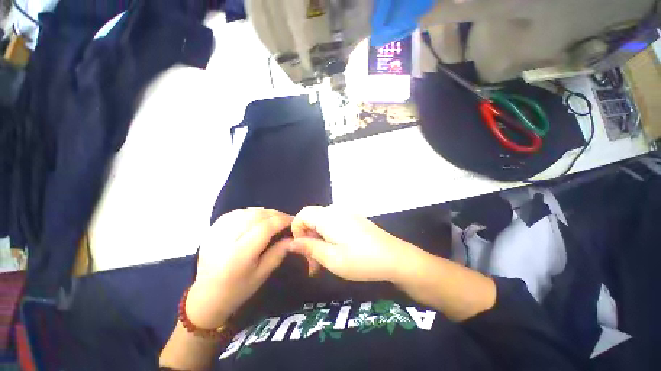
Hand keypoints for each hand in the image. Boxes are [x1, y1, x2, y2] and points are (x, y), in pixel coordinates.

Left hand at [186, 208, 292, 328]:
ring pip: (245, 212)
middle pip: (255, 216)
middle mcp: (226, 240)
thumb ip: (278, 253)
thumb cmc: (237, 290)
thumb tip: (292, 237)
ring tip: (273, 217)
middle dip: (274, 214)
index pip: (265, 228)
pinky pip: (234, 213)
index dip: (281, 220)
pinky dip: (249, 212)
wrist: (205, 297)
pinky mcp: (211, 230)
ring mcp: (216, 233)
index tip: (292, 221)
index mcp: (239, 255)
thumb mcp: (262, 275)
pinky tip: (255, 217)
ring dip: (263, 212)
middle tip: (285, 218)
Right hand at [289, 206, 417, 281]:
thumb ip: (309, 248)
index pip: (303, 214)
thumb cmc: (361, 260)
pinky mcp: (355, 219)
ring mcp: (347, 214)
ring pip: (323, 223)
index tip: (301, 250)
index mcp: (328, 217)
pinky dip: (329, 236)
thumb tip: (291, 243)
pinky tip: (337, 252)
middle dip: (308, 239)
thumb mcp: (332, 259)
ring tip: (324, 261)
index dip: (296, 230)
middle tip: (313, 264)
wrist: (394, 257)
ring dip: (319, 240)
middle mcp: (336, 210)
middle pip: (313, 219)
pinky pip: (335, 224)